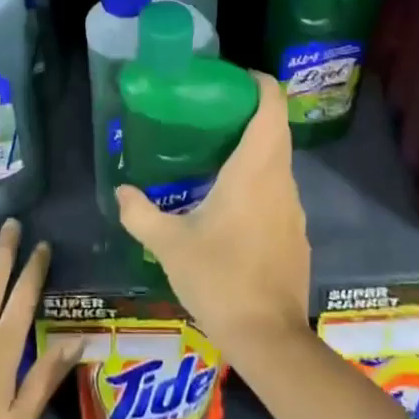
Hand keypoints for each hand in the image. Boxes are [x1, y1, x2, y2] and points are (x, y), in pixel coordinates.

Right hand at [114, 72, 310, 361]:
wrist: (269, 340)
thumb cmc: (220, 279)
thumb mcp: (170, 245)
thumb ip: (141, 214)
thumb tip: (121, 190)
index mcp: (255, 170)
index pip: (271, 107)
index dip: (259, 83)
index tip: (234, 78)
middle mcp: (280, 181)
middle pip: (275, 130)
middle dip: (249, 113)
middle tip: (211, 113)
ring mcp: (293, 209)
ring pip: (277, 163)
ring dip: (254, 150)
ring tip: (215, 156)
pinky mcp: (296, 235)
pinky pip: (278, 192)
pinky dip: (259, 183)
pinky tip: (232, 206)